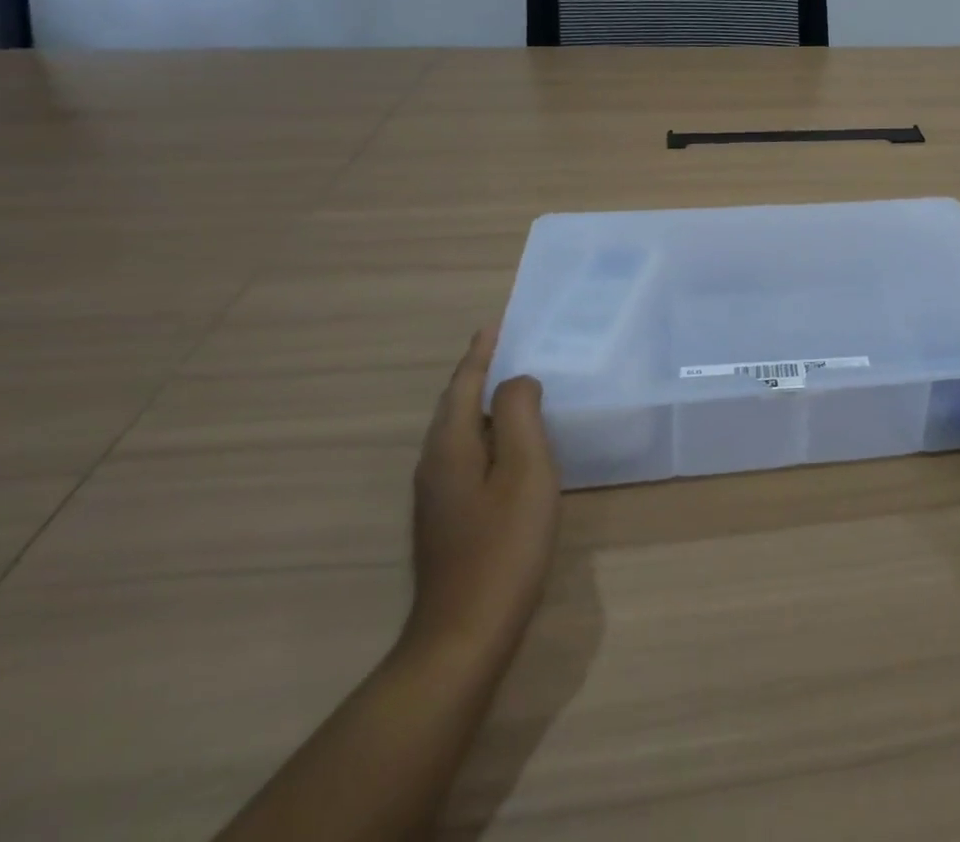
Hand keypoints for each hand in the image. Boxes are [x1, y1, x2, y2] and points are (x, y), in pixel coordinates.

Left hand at [404, 326, 559, 663]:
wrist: (464, 635)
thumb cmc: (504, 546)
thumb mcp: (525, 471)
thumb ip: (521, 415)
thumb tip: (518, 381)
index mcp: (451, 446)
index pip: (464, 385)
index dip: (481, 353)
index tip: (495, 324)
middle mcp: (435, 464)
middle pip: (456, 405)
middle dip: (478, 373)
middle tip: (508, 348)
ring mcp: (437, 495)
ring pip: (459, 431)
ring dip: (482, 402)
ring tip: (514, 387)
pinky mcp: (447, 518)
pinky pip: (465, 454)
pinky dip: (486, 432)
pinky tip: (509, 445)